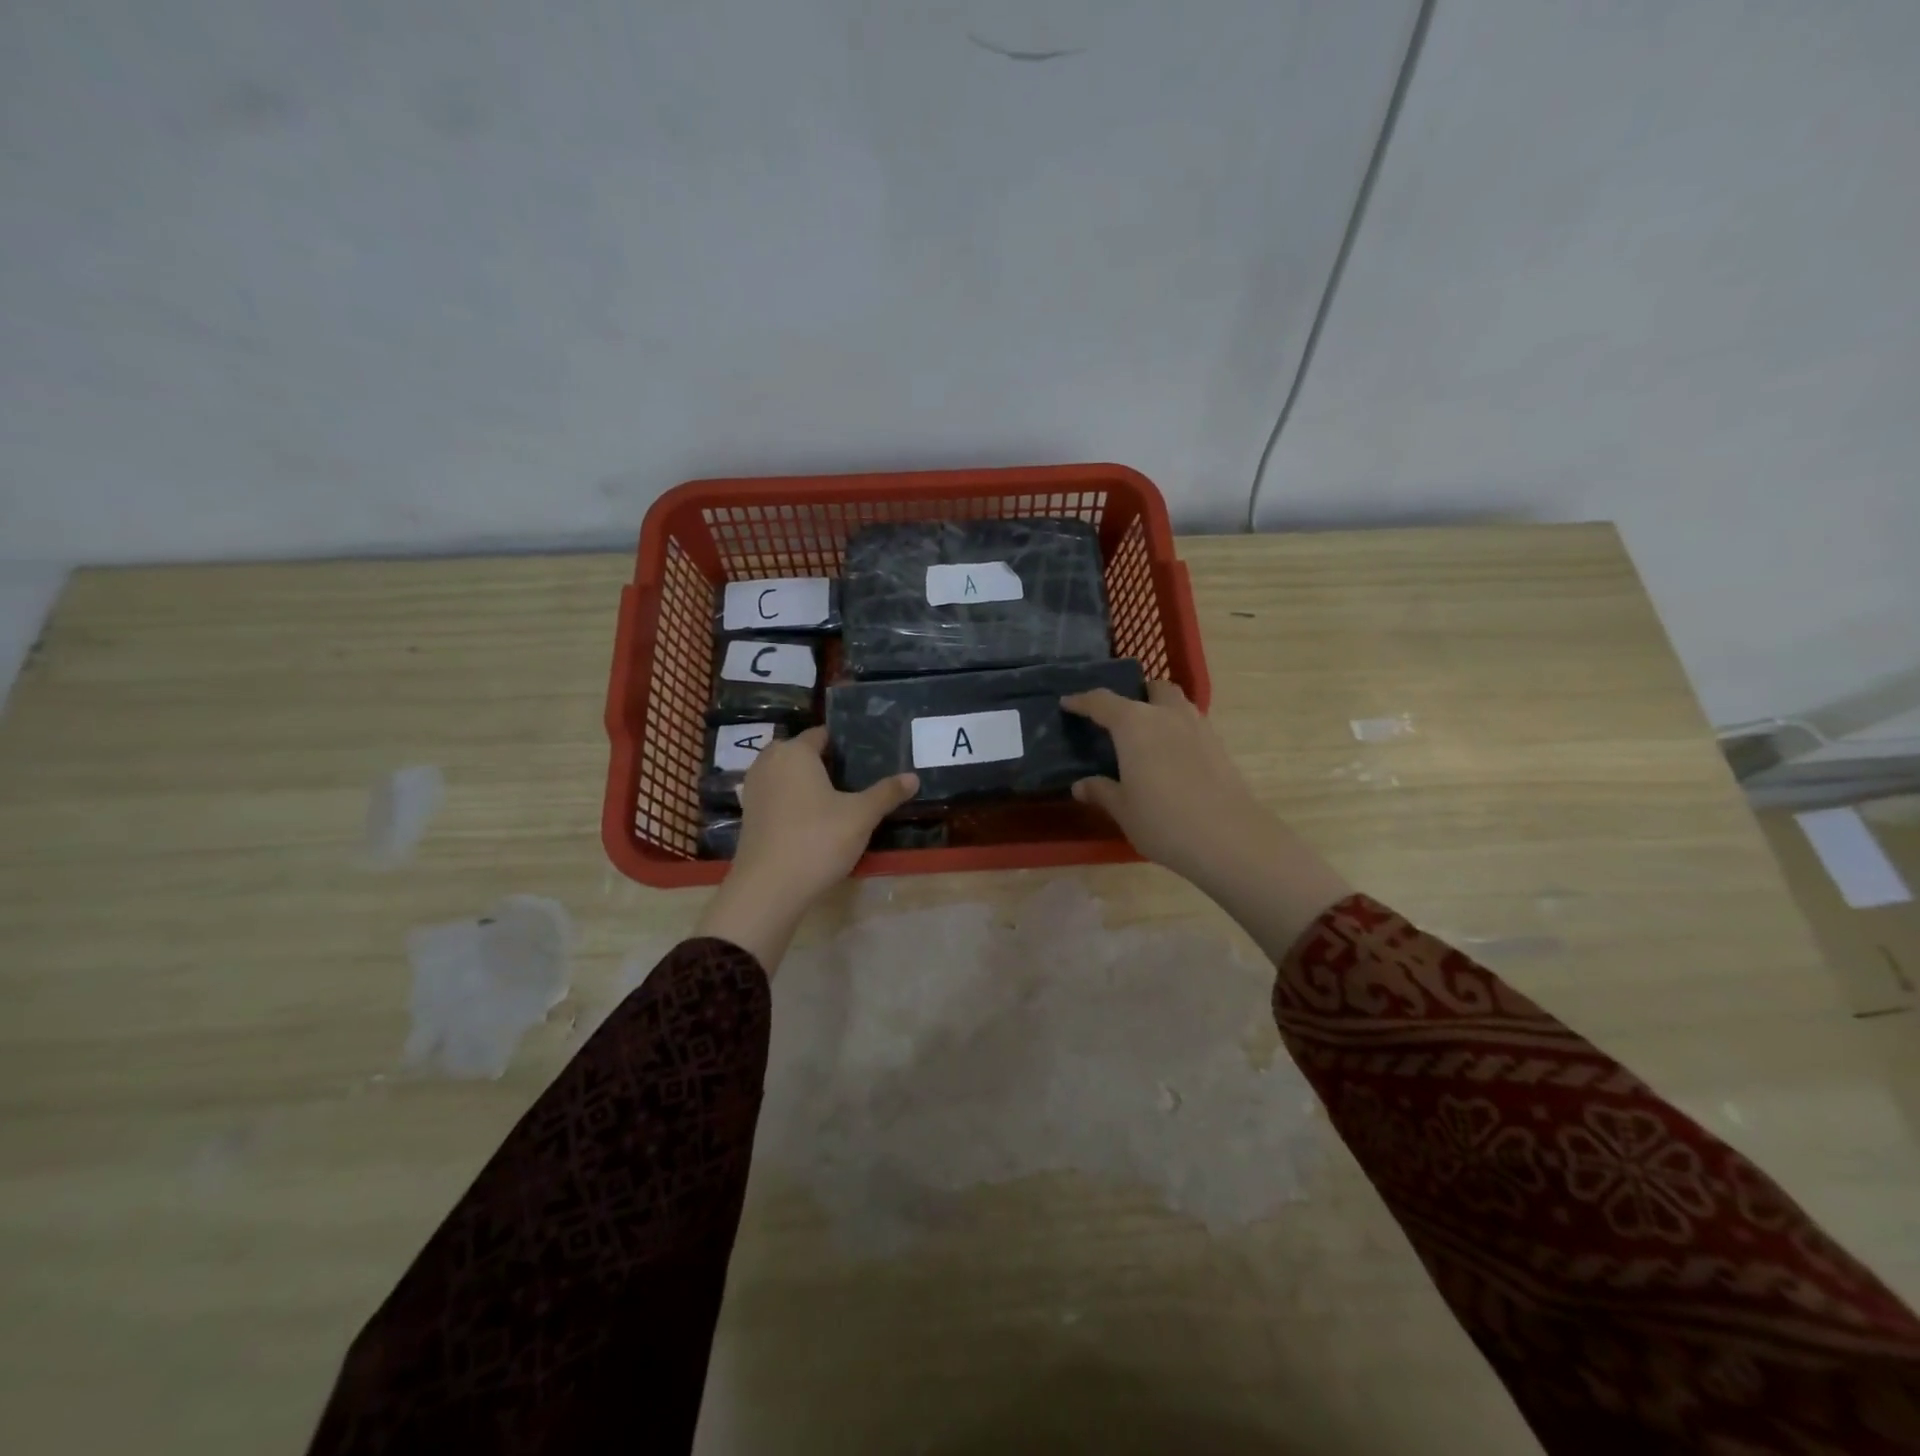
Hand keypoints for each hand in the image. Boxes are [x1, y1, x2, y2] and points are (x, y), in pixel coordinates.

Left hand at [695, 727, 917, 968]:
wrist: (768, 887)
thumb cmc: (817, 840)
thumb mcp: (861, 816)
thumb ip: (886, 793)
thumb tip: (914, 776)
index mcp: (795, 752)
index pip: (821, 734)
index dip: (844, 743)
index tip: (866, 755)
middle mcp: (769, 762)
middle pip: (801, 753)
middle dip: (825, 762)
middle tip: (856, 777)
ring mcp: (754, 789)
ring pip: (786, 775)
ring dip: (807, 782)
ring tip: (837, 797)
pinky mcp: (749, 814)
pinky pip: (776, 796)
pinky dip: (792, 801)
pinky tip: (813, 819)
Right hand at [1062, 682, 1350, 959]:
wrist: (1228, 838)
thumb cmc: (1162, 821)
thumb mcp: (1123, 809)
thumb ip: (1101, 791)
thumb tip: (1081, 785)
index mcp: (1134, 724)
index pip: (1102, 702)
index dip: (1082, 701)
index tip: (1068, 703)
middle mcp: (1166, 714)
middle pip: (1151, 688)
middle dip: (1135, 694)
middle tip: (1119, 716)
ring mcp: (1198, 727)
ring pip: (1177, 703)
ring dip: (1160, 709)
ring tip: (1147, 734)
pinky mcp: (1218, 745)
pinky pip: (1192, 724)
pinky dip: (1177, 729)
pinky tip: (1171, 755)